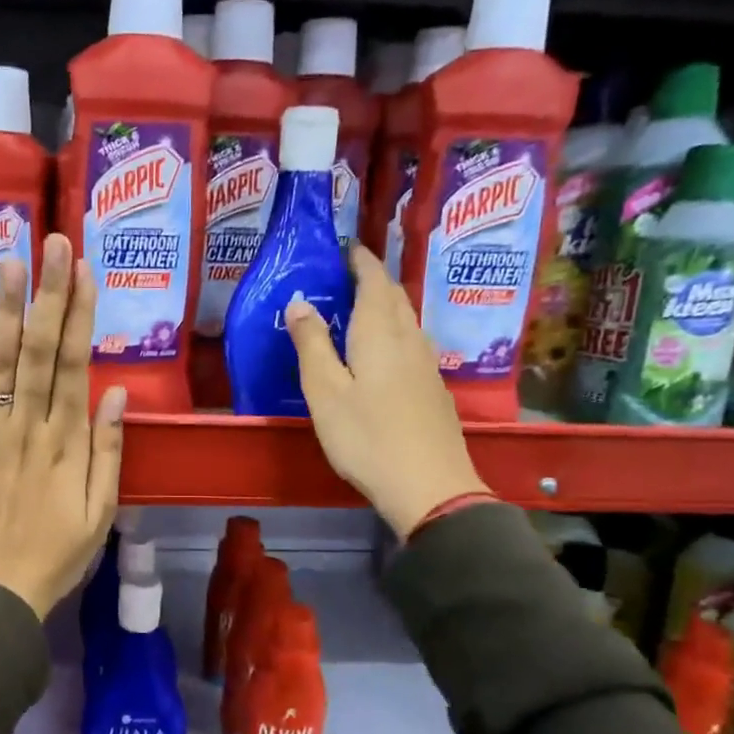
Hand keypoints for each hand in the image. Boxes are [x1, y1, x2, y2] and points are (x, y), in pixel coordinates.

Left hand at [0, 234, 126, 618]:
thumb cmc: (57, 553)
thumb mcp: (102, 511)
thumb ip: (111, 450)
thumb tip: (118, 392)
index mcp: (68, 442)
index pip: (75, 365)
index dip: (80, 314)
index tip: (84, 270)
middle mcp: (29, 427)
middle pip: (40, 351)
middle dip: (49, 294)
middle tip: (53, 242)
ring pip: (1, 363)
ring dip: (8, 309)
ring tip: (12, 261)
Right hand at [285, 244, 490, 538]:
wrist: (430, 487)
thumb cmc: (367, 437)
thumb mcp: (325, 392)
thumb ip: (311, 344)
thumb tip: (300, 302)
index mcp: (380, 333)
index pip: (374, 280)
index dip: (360, 259)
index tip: (344, 246)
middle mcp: (410, 339)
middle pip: (395, 296)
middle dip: (372, 279)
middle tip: (345, 275)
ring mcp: (427, 365)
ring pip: (407, 319)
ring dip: (385, 305)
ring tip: (359, 309)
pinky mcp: (434, 389)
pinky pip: (412, 343)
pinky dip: (394, 331)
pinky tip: (382, 352)